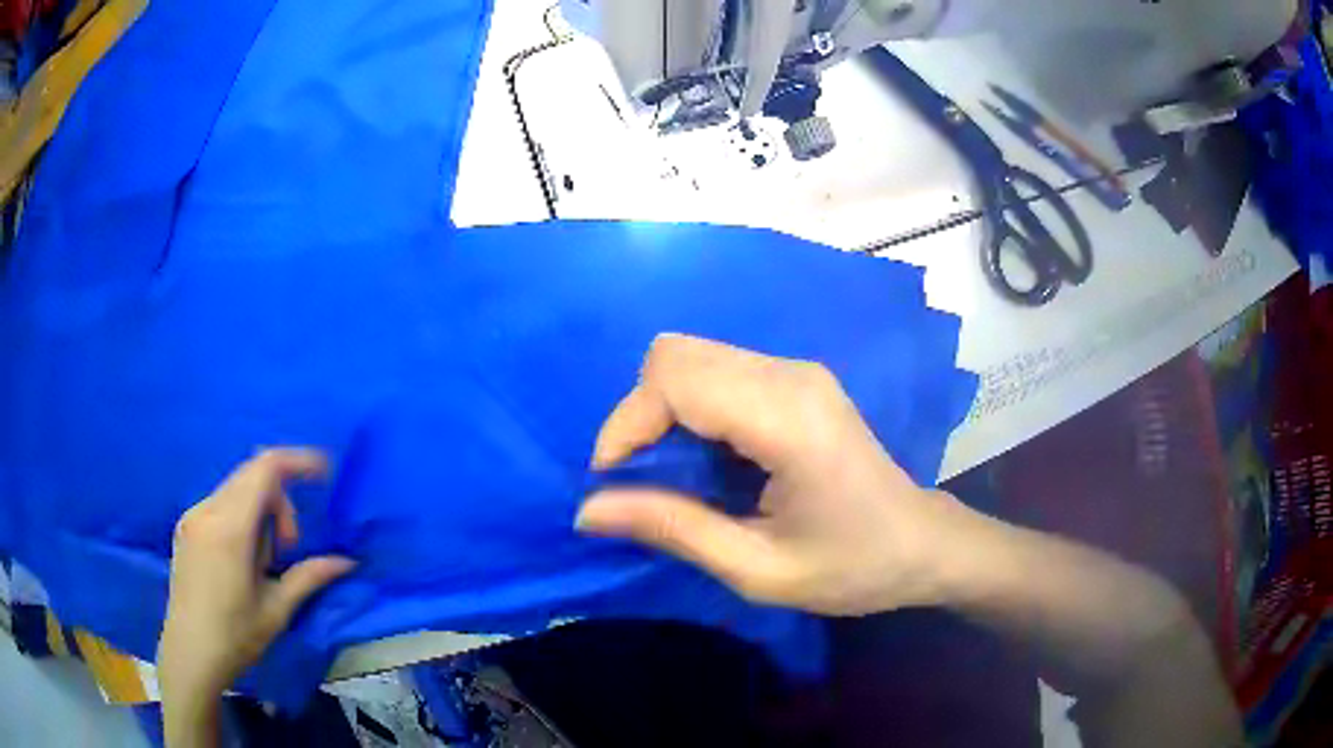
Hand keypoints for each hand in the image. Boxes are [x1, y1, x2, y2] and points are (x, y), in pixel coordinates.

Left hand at [158, 449, 354, 710]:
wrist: (190, 654)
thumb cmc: (236, 637)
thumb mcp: (277, 610)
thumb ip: (309, 577)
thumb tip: (347, 561)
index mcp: (230, 529)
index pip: (265, 469)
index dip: (297, 462)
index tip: (324, 473)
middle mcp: (207, 511)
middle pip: (252, 475)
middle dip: (281, 501)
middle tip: (290, 548)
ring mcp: (193, 515)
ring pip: (237, 488)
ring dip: (261, 510)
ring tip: (265, 561)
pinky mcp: (186, 525)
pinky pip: (221, 501)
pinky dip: (242, 516)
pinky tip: (244, 558)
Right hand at [576, 334, 971, 615]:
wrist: (920, 544)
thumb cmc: (851, 568)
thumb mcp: (758, 570)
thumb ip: (673, 530)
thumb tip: (587, 510)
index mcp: (789, 419)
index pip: (676, 379)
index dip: (627, 424)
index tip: (612, 484)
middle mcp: (790, 375)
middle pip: (675, 354)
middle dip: (638, 414)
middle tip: (641, 480)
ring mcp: (796, 371)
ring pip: (690, 357)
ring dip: (660, 410)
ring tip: (670, 476)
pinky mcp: (795, 380)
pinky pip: (715, 371)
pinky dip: (687, 408)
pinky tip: (705, 460)